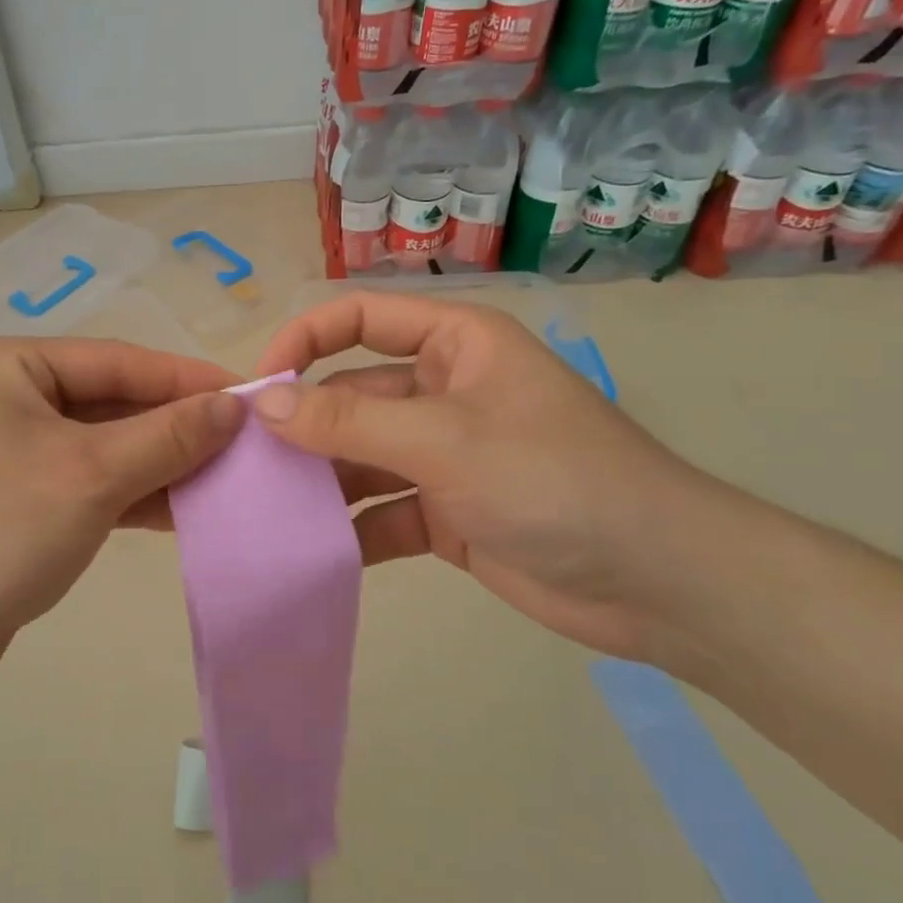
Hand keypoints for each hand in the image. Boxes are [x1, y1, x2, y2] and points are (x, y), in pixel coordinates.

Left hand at [0, 337, 243, 696]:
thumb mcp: (92, 475)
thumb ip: (168, 435)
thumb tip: (234, 405)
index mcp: (10, 368)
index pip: (117, 361)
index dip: (186, 379)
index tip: (250, 396)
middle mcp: (9, 398)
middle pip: (112, 402)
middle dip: (176, 426)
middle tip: (245, 442)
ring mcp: (13, 450)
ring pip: (106, 445)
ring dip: (162, 462)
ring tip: (226, 477)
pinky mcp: (22, 498)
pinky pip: (90, 481)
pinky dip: (135, 493)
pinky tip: (185, 508)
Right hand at [253, 292, 718, 661]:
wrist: (658, 583)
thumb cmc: (554, 480)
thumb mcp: (444, 441)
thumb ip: (350, 421)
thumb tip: (264, 404)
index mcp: (453, 345)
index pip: (359, 319)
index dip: (303, 341)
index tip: (258, 388)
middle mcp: (442, 391)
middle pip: (351, 393)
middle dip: (302, 425)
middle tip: (244, 462)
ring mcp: (442, 455)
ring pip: (360, 456)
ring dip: (319, 481)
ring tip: (263, 510)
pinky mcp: (444, 512)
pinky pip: (380, 510)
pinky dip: (349, 530)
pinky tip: (309, 552)